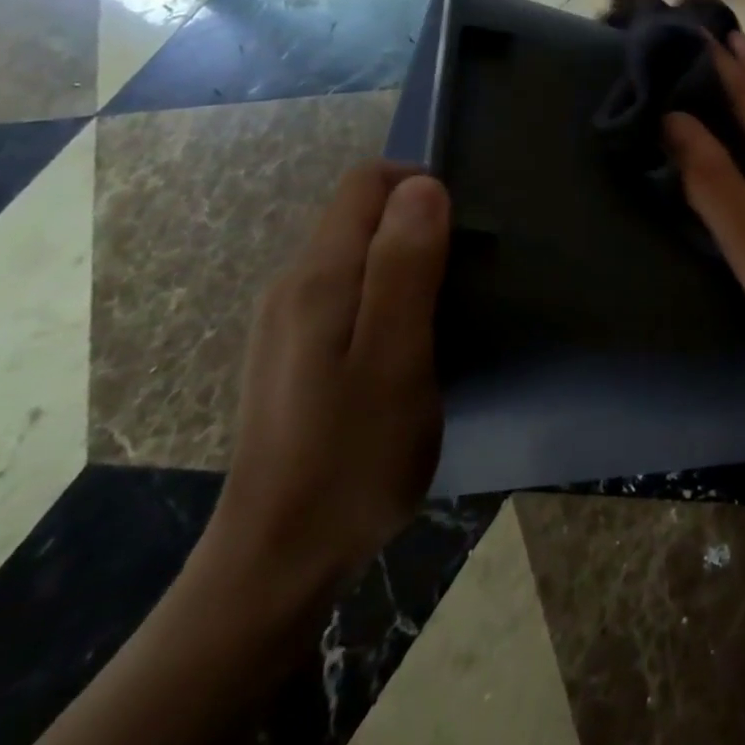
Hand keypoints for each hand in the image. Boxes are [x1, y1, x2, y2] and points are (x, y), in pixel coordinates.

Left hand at [199, 161, 450, 614]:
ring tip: (448, 310)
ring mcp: (287, 322)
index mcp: (317, 277)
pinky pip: (349, 290)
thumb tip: (423, 185)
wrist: (278, 561)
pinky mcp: (295, 353)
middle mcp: (292, 285)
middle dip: (418, 223)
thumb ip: (404, 267)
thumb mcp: (395, 359)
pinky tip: (410, 343)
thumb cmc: (351, 458)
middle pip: (360, 214)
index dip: (420, 185)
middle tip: (466, 277)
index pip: (366, 182)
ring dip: (408, 260)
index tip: (465, 230)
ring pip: (357, 253)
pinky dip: (389, 293)